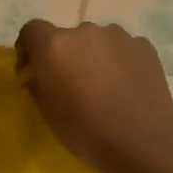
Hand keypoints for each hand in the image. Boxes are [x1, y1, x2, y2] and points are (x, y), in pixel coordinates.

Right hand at [15, 19, 172, 172]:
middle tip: (72, 84)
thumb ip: (37, 84)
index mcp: (54, 45)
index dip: (28, 48)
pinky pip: (122, 49)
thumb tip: (38, 75)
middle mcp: (84, 30)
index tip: (32, 70)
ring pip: (97, 41)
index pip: (31, 30)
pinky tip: (126, 87)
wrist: (144, 142)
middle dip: (65, 55)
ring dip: (93, 57)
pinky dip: (119, 62)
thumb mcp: (47, 112)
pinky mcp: (144, 46)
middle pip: (67, 37)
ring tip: (103, 86)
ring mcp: (118, 36)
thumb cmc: (87, 130)